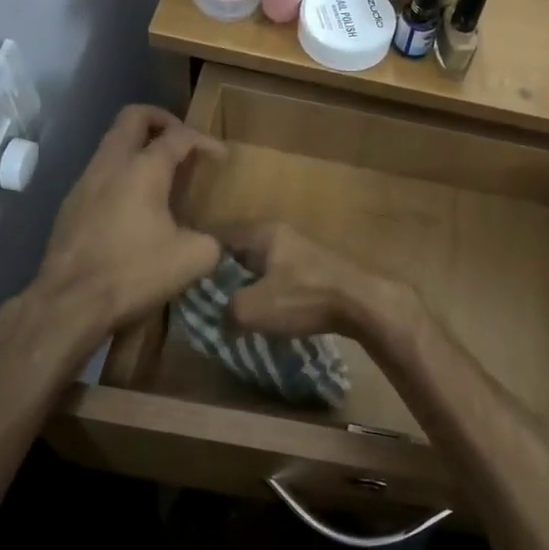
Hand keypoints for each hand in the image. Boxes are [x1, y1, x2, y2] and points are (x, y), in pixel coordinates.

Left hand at [0, 107, 222, 424]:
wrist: (69, 302)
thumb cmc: (134, 272)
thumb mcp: (194, 259)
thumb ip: (213, 240)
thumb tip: (214, 241)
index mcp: (144, 169)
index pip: (180, 136)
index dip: (206, 140)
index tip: (223, 157)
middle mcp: (111, 164)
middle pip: (134, 118)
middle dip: (162, 120)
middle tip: (182, 140)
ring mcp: (85, 182)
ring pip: (112, 143)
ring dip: (138, 147)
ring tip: (162, 174)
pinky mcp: (70, 205)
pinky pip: (101, 172)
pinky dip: (122, 173)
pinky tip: (135, 205)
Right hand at [218, 222, 408, 340]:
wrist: (362, 303)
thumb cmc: (304, 298)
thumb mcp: (252, 308)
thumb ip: (226, 310)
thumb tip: (220, 317)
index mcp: (262, 232)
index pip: (218, 237)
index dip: (200, 259)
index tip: (186, 282)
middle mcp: (281, 233)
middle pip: (240, 251)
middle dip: (224, 275)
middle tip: (207, 300)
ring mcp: (301, 249)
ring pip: (262, 264)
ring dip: (249, 284)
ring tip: (234, 309)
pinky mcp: (317, 267)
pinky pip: (282, 276)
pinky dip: (271, 291)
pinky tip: (268, 311)